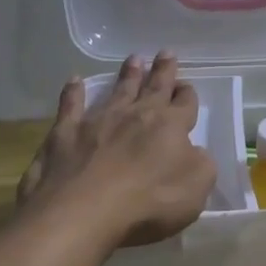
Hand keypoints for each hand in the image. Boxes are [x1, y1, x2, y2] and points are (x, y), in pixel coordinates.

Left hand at [17, 52, 216, 245]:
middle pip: (154, 87)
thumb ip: (201, 164)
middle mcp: (136, 115)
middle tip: (165, 53)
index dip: (187, 95)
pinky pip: (70, 105)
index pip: (185, 104)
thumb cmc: (149, 202)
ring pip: (118, 90)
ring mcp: (98, 121)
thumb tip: (195, 152)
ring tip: (134, 59)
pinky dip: (73, 92)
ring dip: (127, 74)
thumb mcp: (196, 187)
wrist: (84, 212)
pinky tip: (74, 80)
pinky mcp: (64, 133)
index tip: (187, 87)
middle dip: (162, 71)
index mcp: (170, 126)